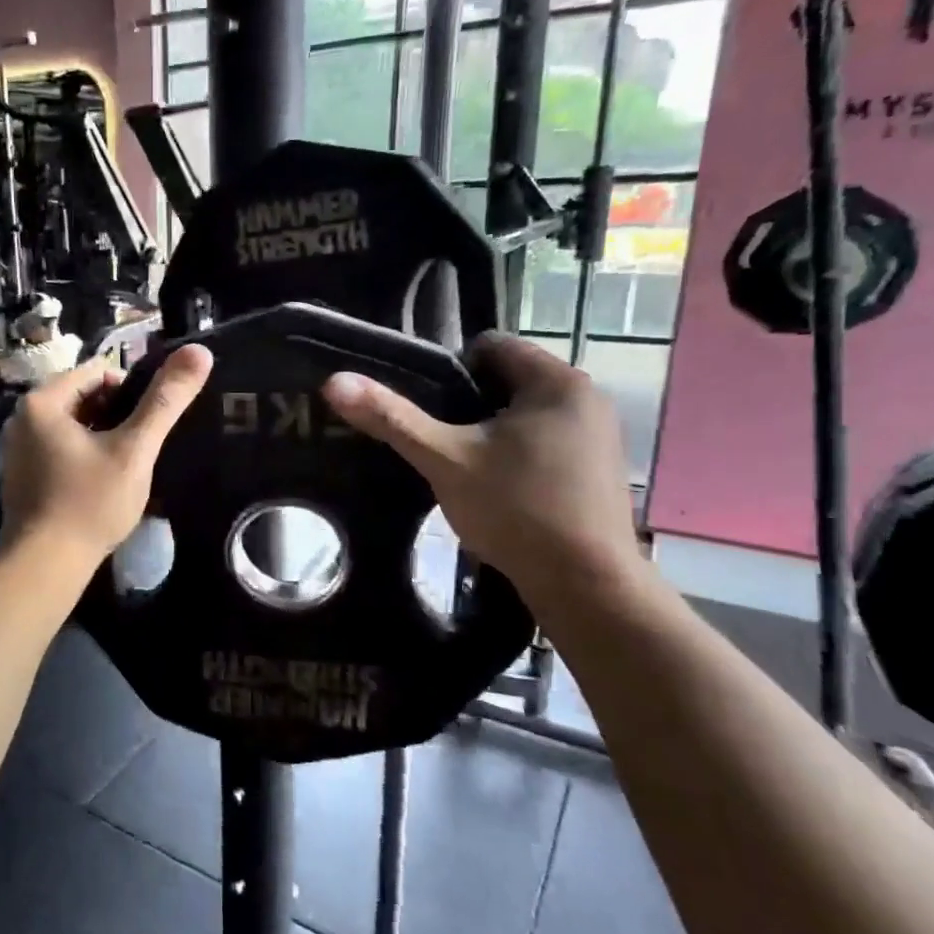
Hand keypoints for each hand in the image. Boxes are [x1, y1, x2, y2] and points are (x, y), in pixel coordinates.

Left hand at [1, 345, 213, 563]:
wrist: (46, 566)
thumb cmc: (90, 503)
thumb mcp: (135, 450)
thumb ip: (166, 401)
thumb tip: (200, 351)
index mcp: (42, 401)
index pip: (98, 371)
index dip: (132, 391)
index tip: (149, 424)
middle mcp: (22, 418)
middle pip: (84, 397)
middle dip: (117, 416)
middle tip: (140, 449)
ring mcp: (19, 448)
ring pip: (74, 426)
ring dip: (103, 438)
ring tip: (126, 468)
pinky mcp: (23, 475)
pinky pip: (60, 449)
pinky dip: (84, 457)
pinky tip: (101, 485)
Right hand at [321, 332, 638, 609]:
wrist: (587, 586)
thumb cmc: (517, 509)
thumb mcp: (444, 460)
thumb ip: (392, 418)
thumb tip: (334, 381)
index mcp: (556, 381)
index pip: (489, 346)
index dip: (448, 372)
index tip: (430, 413)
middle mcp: (586, 397)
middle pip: (505, 381)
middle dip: (468, 407)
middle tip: (441, 445)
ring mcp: (599, 435)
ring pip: (523, 416)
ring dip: (491, 434)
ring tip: (465, 470)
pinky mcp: (598, 470)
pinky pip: (544, 443)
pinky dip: (517, 456)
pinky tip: (500, 492)